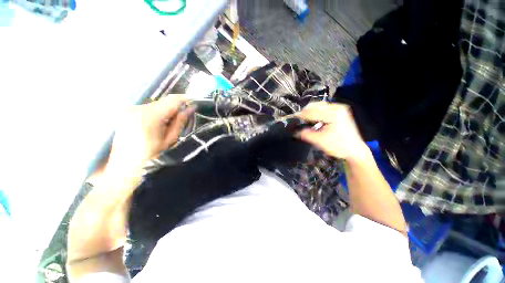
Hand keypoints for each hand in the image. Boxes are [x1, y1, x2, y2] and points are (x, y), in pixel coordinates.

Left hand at [108, 95, 192, 170]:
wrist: (123, 166)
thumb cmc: (150, 156)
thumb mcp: (170, 140)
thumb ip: (180, 122)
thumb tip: (191, 108)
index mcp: (149, 117)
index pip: (171, 100)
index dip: (184, 99)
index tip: (194, 101)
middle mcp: (137, 108)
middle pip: (163, 101)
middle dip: (175, 107)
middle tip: (184, 116)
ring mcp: (129, 109)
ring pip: (155, 104)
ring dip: (166, 110)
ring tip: (169, 123)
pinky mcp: (126, 112)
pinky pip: (147, 108)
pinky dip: (156, 113)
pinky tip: (157, 124)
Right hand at [296, 102, 367, 159]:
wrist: (355, 150)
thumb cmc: (339, 146)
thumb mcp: (320, 141)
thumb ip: (306, 135)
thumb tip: (295, 131)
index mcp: (334, 114)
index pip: (312, 112)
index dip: (301, 115)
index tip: (292, 118)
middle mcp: (338, 108)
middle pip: (316, 105)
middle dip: (305, 112)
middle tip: (298, 119)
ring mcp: (340, 109)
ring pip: (319, 106)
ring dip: (310, 112)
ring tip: (304, 119)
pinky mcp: (340, 112)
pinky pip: (324, 109)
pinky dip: (316, 113)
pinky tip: (313, 119)